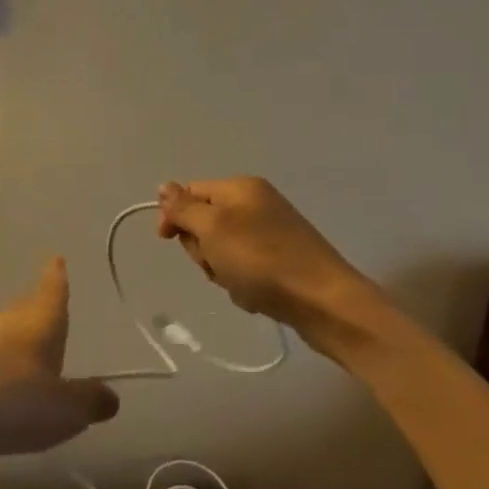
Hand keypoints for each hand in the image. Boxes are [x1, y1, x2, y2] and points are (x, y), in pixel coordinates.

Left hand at [0, 259, 118, 457]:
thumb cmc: (8, 401)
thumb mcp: (63, 410)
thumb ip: (89, 401)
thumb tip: (109, 395)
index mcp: (39, 323)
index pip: (53, 291)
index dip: (57, 276)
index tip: (56, 258)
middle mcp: (7, 323)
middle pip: (27, 308)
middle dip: (39, 307)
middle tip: (49, 306)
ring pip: (5, 332)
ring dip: (18, 339)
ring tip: (30, 353)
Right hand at [157, 178, 369, 335]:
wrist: (323, 302)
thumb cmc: (261, 260)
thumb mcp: (213, 228)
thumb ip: (184, 208)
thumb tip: (164, 186)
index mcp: (241, 187)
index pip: (191, 192)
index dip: (174, 216)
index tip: (166, 241)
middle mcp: (257, 204)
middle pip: (206, 223)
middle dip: (203, 249)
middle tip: (217, 264)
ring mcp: (272, 233)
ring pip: (223, 251)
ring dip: (222, 271)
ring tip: (239, 283)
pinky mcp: (282, 261)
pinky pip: (245, 269)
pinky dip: (243, 284)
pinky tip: (255, 295)